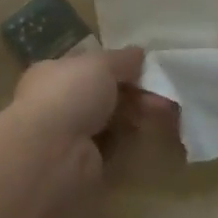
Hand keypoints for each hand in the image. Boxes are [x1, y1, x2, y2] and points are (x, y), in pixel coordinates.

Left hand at [11, 47, 164, 149]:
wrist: (51, 153)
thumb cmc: (69, 95)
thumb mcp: (99, 64)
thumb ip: (122, 59)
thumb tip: (139, 53)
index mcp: (54, 73)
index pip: (89, 67)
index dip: (118, 66)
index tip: (146, 68)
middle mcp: (59, 103)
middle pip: (104, 94)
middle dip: (135, 92)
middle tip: (163, 93)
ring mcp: (71, 135)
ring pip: (111, 120)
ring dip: (137, 114)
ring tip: (166, 111)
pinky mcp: (85, 163)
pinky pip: (114, 147)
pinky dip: (130, 141)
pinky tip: (148, 133)